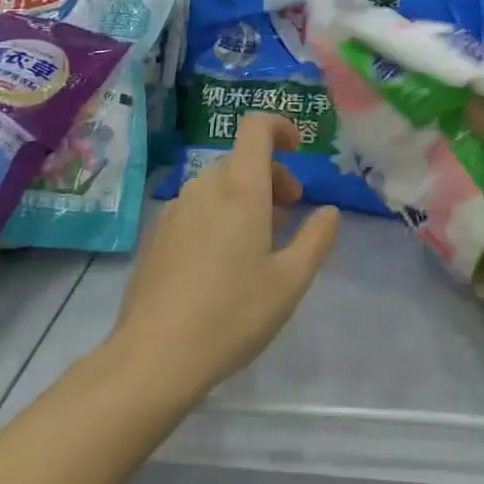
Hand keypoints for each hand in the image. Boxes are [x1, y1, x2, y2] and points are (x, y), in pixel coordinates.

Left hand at [112, 113, 339, 399]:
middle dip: (271, 176)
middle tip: (288, 216)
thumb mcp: (291, 281)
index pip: (256, 128)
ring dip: (245, 197)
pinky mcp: (157, 236)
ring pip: (217, 185)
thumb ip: (316, 239)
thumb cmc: (233, 315)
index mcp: (240, 189)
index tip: (299, 150)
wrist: (155, 357)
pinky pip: (196, 207)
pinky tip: (222, 262)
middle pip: (241, 160)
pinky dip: (218, 214)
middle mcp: (204, 189)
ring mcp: (175, 211)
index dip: (280, 126)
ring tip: (258, 243)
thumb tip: (328, 212)